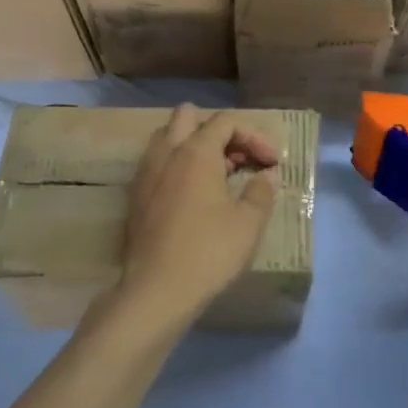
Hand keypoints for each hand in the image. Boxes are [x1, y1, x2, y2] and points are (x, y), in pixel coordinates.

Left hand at [110, 105, 280, 329]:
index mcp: (196, 152)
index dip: (254, 136)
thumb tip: (268, 175)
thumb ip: (261, 191)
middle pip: (188, 117)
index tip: (272, 163)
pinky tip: (193, 196)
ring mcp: (146, 173)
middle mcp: (166, 153)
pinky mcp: (135, 196)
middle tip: (238, 159)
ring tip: (218, 175)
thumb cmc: (209, 252)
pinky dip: (177, 166)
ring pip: (167, 138)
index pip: (226, 122)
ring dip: (193, 146)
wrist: (157, 290)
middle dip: (217, 131)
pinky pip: (157, 164)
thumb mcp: (248, 223)